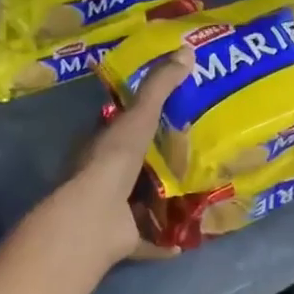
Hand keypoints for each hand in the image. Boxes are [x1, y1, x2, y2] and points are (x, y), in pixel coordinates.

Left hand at [51, 48, 191, 267]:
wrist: (96, 216)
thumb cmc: (114, 161)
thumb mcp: (139, 116)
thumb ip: (160, 87)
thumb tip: (186, 51)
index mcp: (101, 146)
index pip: (121, 127)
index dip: (142, 120)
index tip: (173, 114)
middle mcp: (103, 177)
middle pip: (133, 165)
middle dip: (157, 162)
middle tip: (195, 153)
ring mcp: (111, 210)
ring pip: (139, 202)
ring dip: (162, 200)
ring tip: (197, 192)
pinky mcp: (122, 238)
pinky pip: (146, 240)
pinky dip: (163, 242)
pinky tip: (187, 238)